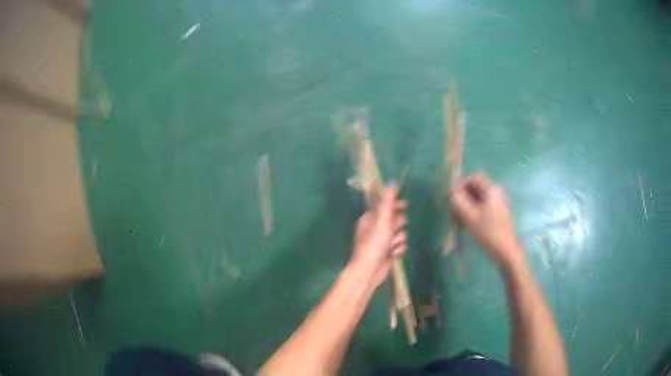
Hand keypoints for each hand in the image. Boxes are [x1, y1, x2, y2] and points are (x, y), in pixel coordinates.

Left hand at [350, 186, 407, 286]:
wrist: (370, 270)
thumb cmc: (374, 244)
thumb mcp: (382, 221)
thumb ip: (388, 202)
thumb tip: (393, 182)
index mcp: (370, 218)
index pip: (387, 206)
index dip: (396, 206)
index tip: (405, 205)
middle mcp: (376, 227)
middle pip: (397, 220)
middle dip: (397, 227)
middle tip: (392, 233)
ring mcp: (382, 240)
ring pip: (401, 234)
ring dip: (398, 241)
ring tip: (390, 247)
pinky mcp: (388, 251)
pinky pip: (401, 246)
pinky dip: (398, 250)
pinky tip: (392, 255)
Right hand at [449, 174, 523, 268]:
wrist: (506, 250)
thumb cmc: (488, 232)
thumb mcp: (469, 216)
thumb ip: (457, 200)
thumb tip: (450, 191)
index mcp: (491, 189)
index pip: (473, 177)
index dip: (460, 185)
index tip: (451, 198)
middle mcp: (496, 192)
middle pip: (475, 188)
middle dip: (462, 198)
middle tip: (452, 212)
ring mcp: (499, 202)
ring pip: (477, 198)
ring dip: (466, 206)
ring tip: (458, 221)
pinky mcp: (498, 212)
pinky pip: (483, 206)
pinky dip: (473, 212)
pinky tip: (467, 224)